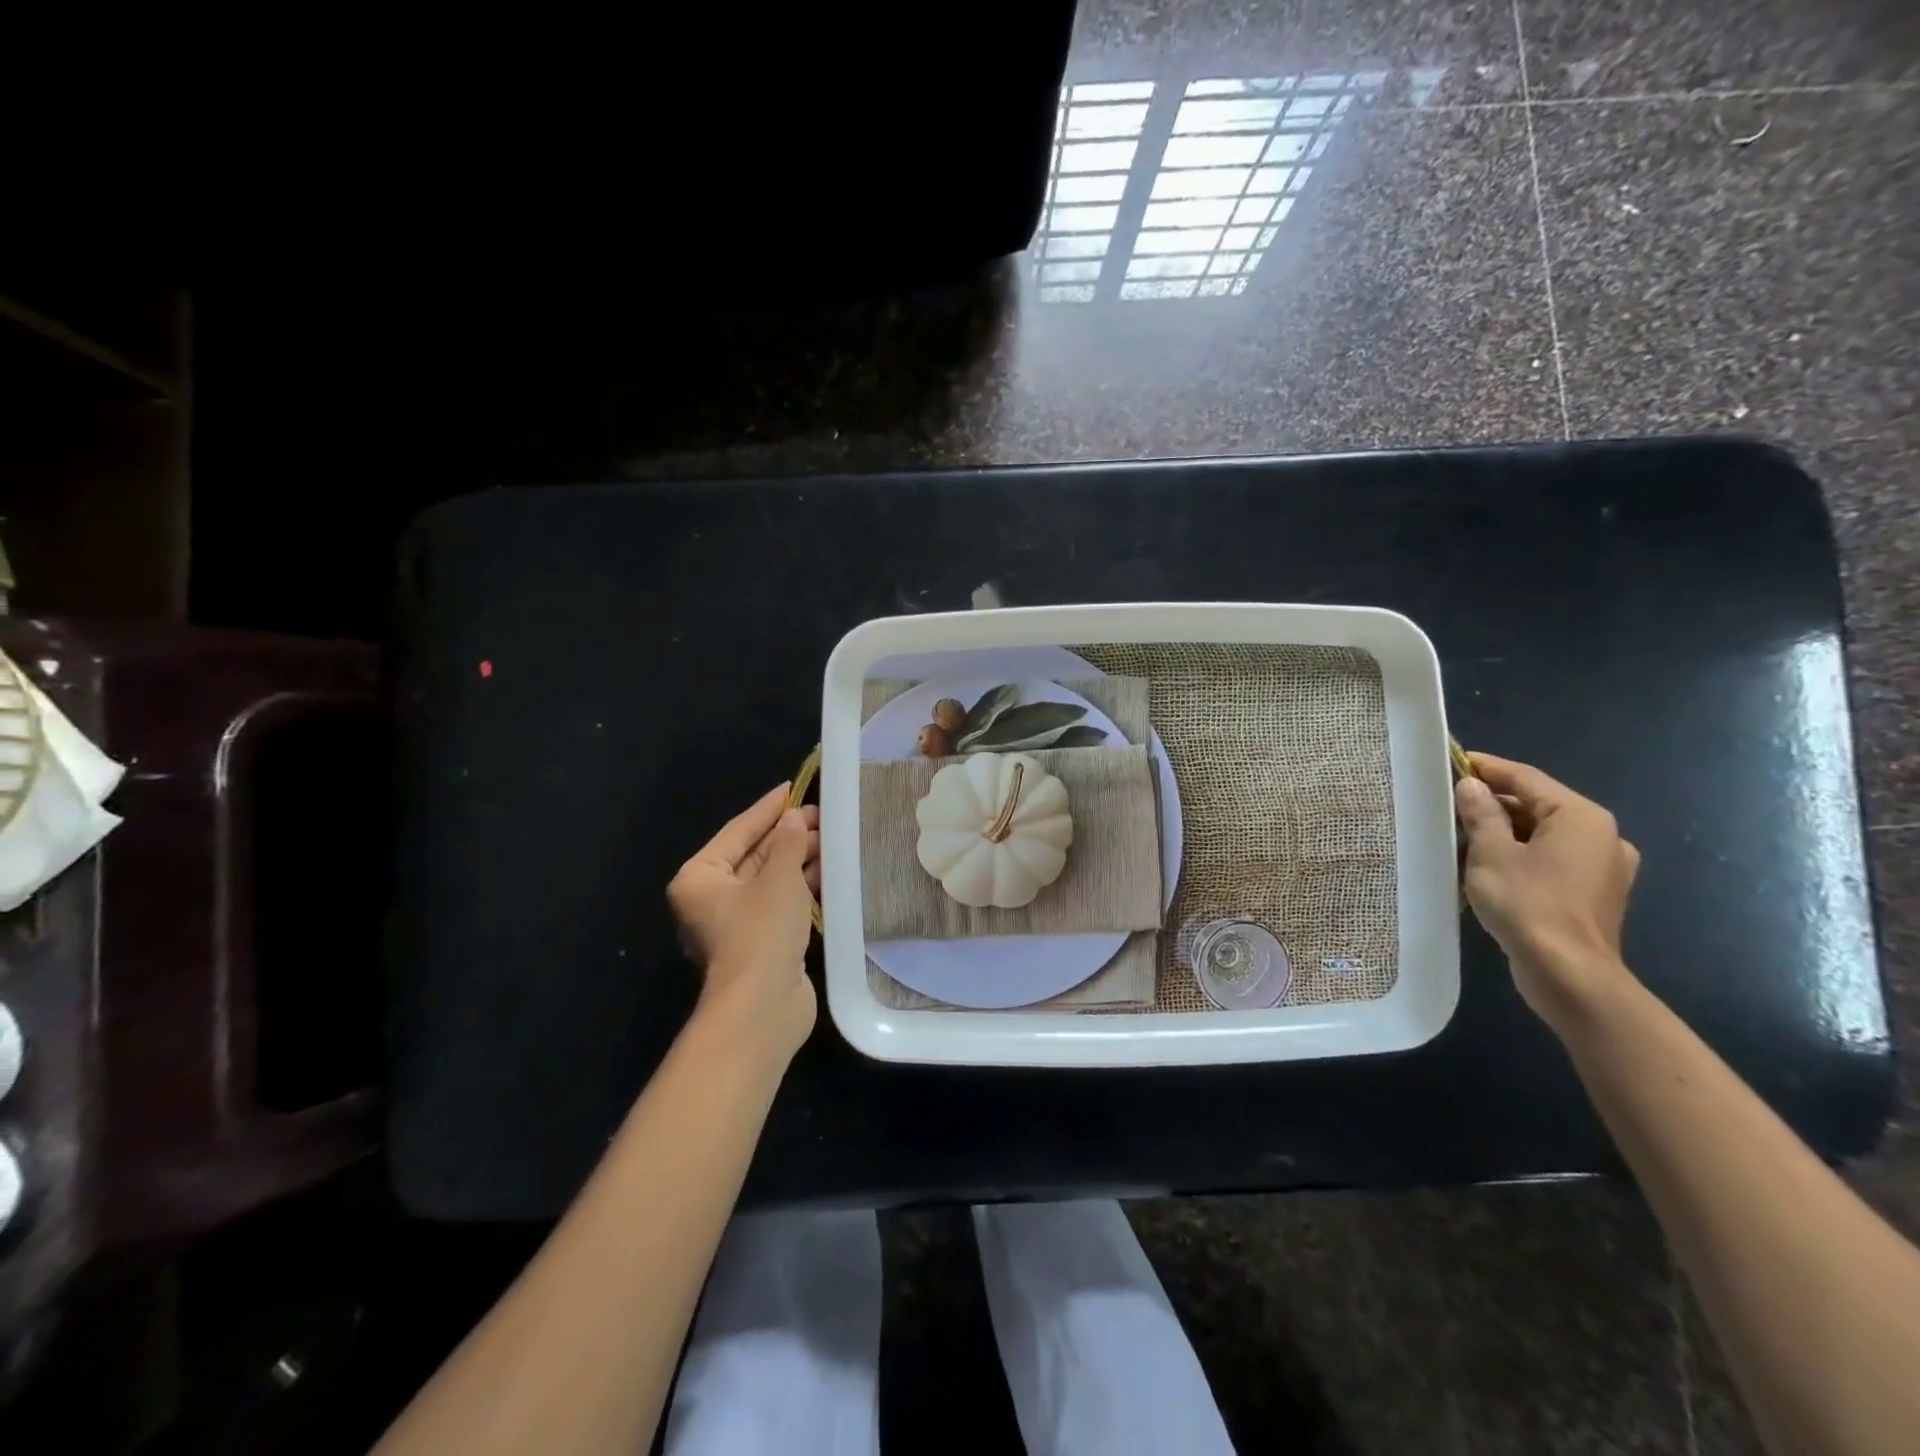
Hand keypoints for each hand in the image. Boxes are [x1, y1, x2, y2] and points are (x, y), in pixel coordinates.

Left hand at [667, 784, 820, 1062]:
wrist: (762, 1008)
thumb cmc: (761, 932)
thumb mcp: (778, 878)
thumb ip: (788, 843)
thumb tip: (793, 819)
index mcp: (700, 878)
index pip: (738, 831)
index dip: (767, 809)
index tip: (792, 787)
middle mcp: (712, 898)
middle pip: (753, 855)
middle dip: (787, 835)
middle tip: (822, 815)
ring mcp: (736, 923)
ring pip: (769, 879)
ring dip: (798, 859)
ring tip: (831, 838)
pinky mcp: (760, 942)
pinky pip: (780, 902)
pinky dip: (801, 886)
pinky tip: (828, 870)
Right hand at [1455, 753, 1640, 1024]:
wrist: (1568, 974)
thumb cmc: (1528, 904)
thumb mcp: (1491, 853)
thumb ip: (1481, 814)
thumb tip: (1471, 786)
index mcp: (1581, 817)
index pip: (1527, 778)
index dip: (1488, 768)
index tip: (1453, 761)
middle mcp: (1601, 836)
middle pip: (1537, 806)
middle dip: (1493, 804)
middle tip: (1449, 804)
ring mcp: (1602, 868)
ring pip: (1543, 835)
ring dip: (1504, 832)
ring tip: (1461, 836)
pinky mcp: (1593, 894)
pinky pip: (1551, 860)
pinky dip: (1520, 856)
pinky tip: (1488, 867)